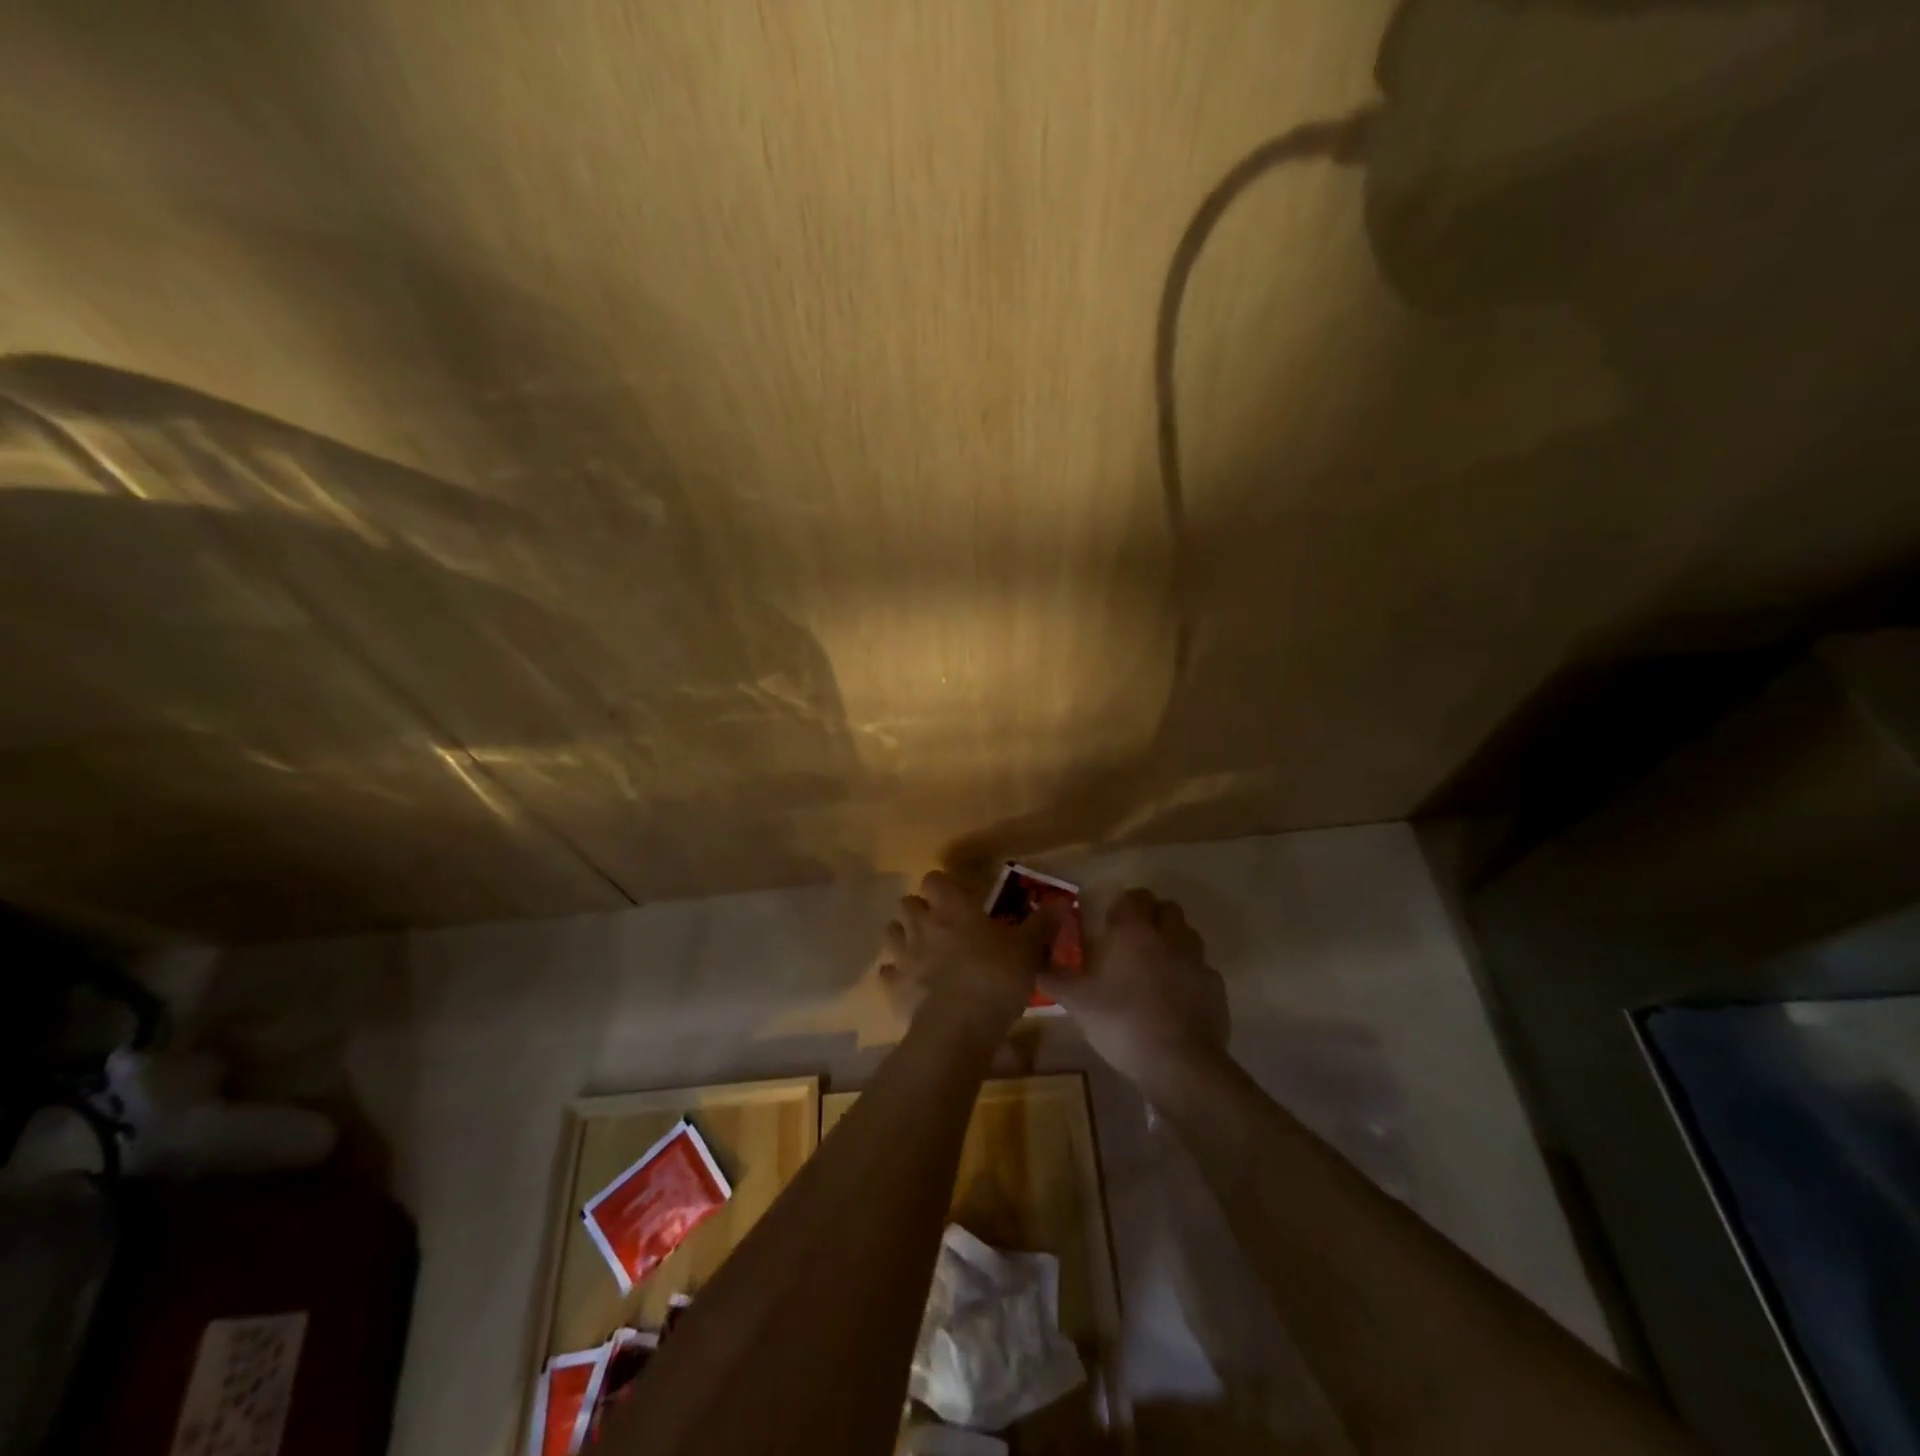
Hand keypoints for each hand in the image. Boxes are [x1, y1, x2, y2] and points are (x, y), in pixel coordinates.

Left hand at [879, 870, 1056, 1038]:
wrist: (958, 1028)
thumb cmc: (995, 978)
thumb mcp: (1028, 950)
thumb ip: (1042, 924)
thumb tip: (1062, 901)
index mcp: (952, 907)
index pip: (934, 879)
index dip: (944, 886)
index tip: (959, 898)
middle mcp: (922, 924)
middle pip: (908, 903)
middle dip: (921, 910)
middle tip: (942, 925)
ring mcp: (903, 955)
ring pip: (892, 932)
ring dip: (904, 937)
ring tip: (923, 950)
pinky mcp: (893, 986)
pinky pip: (887, 972)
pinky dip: (896, 974)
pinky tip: (912, 983)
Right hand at [1043, 887, 1228, 1086]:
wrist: (1178, 1063)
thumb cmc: (1121, 1022)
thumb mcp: (1076, 1002)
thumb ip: (1054, 978)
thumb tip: (1035, 964)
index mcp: (1135, 931)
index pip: (1135, 897)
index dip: (1123, 905)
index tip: (1110, 924)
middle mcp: (1169, 936)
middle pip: (1167, 908)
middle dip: (1152, 917)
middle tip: (1133, 941)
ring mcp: (1197, 961)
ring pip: (1187, 935)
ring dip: (1173, 942)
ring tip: (1155, 967)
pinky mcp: (1216, 988)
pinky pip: (1201, 969)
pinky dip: (1189, 975)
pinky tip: (1176, 997)